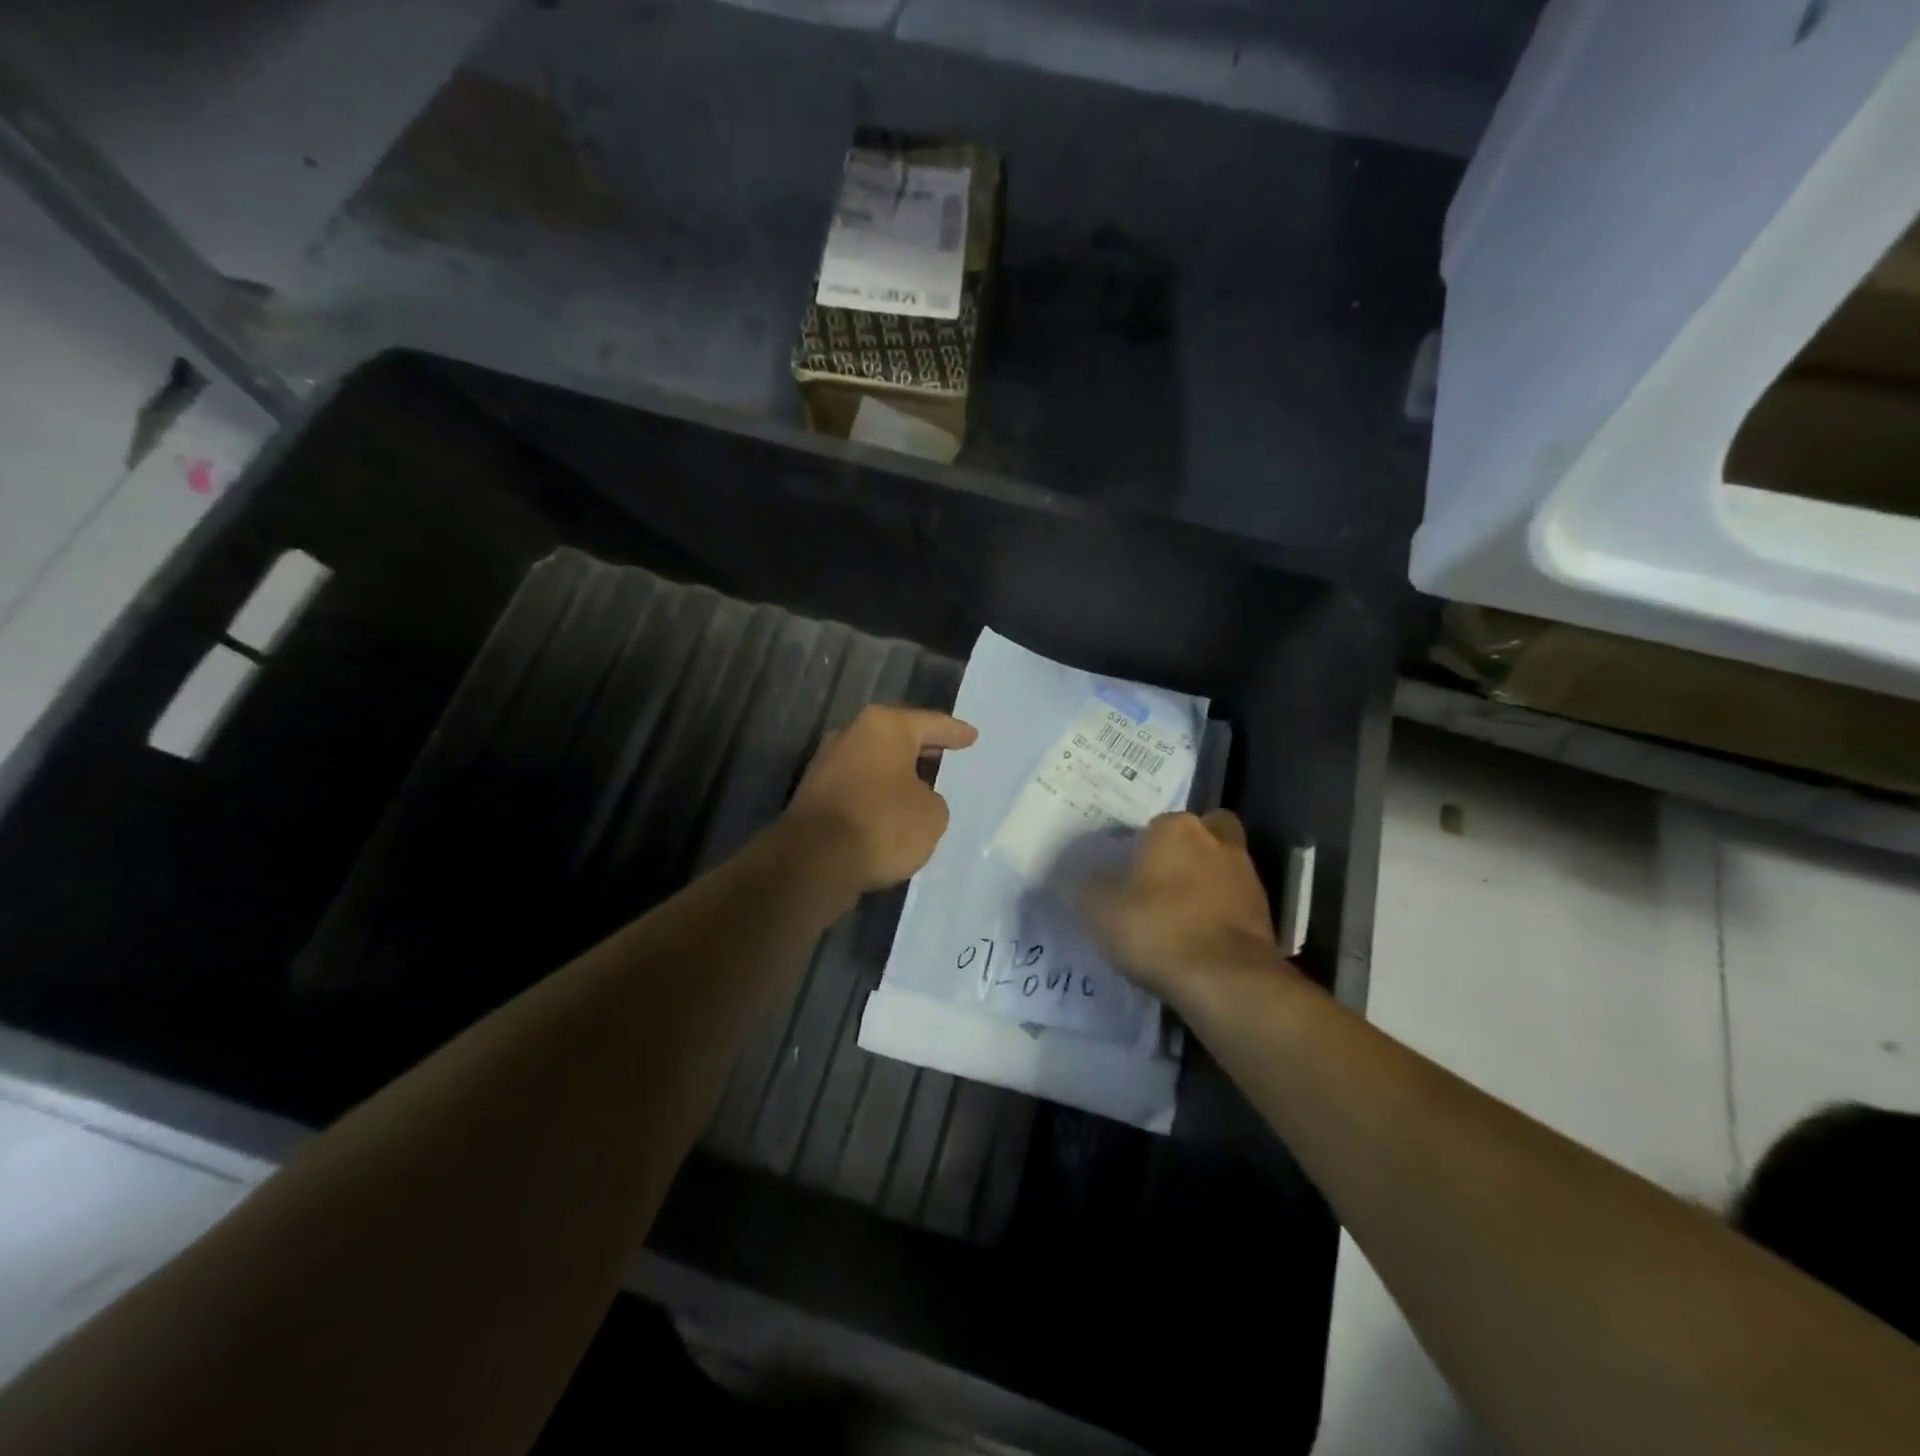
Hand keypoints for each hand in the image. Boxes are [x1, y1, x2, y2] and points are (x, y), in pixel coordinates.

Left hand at [785, 705, 977, 893]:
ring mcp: (827, 763)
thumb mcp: (932, 815)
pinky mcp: (814, 794)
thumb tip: (913, 799)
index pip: (930, 724)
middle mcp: (851, 735)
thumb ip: (931, 799)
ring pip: (874, 762)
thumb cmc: (882, 825)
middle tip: (946, 752)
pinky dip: (876, 794)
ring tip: (921, 785)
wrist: (815, 861)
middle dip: (921, 748)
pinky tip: (891, 809)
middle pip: (896, 738)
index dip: (954, 732)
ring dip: (895, 773)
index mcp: (884, 727)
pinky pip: (858, 787)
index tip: (972, 736)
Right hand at [1077, 809, 1281, 1001]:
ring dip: (1205, 884)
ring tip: (1179, 917)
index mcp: (1175, 828)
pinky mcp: (1265, 912)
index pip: (1154, 825)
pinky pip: (1234, 903)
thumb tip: (1083, 877)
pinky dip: (1220, 914)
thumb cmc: (1157, 929)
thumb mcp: (1099, 909)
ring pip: (1221, 867)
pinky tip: (1199, 939)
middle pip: (1201, 834)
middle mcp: (1216, 840)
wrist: (1226, 980)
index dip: (1141, 849)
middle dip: (1186, 852)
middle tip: (1160, 882)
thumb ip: (1088, 886)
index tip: (1127, 874)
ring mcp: (1246, 875)